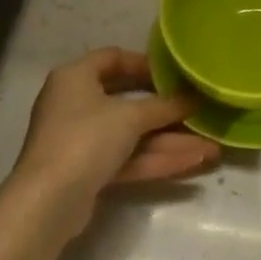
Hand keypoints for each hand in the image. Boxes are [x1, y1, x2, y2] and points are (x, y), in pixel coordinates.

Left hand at [12, 48, 219, 232]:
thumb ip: (165, 106)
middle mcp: (76, 104)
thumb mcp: (130, 116)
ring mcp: (81, 140)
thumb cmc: (86, 138)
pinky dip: (157, 159)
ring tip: (212, 147)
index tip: (176, 74)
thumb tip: (195, 98)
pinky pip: (128, 158)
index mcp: (76, 77)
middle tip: (199, 111)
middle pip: (128, 100)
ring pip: (133, 136)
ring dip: (170, 141)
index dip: (146, 63)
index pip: (113, 58)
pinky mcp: (89, 171)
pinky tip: (194, 162)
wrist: (48, 201)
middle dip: (167, 112)